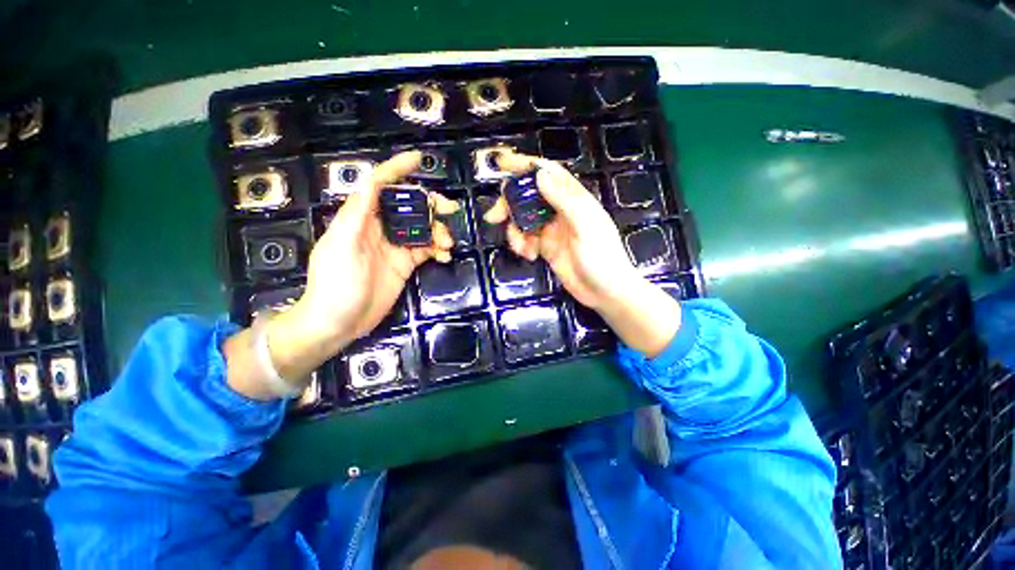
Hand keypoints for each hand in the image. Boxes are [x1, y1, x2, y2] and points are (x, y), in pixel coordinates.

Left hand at [265, 151, 457, 383]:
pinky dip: (438, 250)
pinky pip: (426, 249)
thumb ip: (357, 216)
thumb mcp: (341, 247)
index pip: (378, 186)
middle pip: (408, 206)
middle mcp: (379, 228)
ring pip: (422, 228)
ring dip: (438, 231)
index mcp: (360, 218)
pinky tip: (445, 256)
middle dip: (429, 204)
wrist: (339, 322)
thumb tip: (370, 184)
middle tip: (449, 209)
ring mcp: (394, 247)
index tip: (418, 160)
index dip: (397, 170)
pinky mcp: (405, 264)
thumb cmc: (335, 284)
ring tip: (447, 243)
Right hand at [486, 151, 681, 356]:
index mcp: (574, 199)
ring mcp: (552, 229)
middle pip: (528, 196)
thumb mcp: (585, 226)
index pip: (548, 174)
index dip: (526, 166)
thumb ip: (564, 200)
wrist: (605, 292)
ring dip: (515, 231)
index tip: (503, 165)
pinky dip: (521, 245)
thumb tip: (540, 175)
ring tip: (520, 247)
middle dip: (510, 204)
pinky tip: (529, 256)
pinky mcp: (546, 247)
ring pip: (523, 219)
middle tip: (495, 216)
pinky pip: (525, 239)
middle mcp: (560, 210)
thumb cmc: (602, 258)